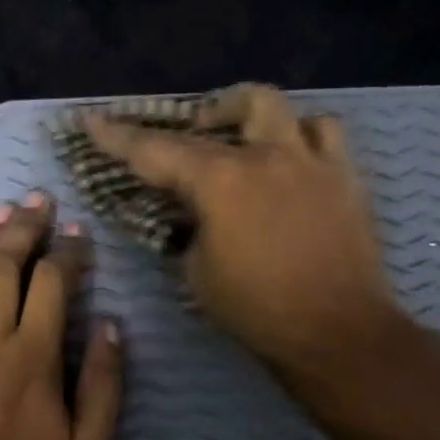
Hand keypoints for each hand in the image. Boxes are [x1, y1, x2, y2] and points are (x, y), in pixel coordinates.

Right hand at [86, 84, 403, 378]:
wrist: (336, 333)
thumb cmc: (257, 309)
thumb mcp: (196, 272)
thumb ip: (187, 231)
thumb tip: (190, 215)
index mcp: (220, 181)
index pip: (156, 150)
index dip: (118, 136)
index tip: (93, 120)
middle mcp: (266, 157)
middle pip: (226, 109)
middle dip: (197, 115)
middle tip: (189, 131)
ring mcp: (311, 161)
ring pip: (280, 107)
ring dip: (252, 114)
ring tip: (244, 137)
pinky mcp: (345, 177)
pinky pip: (326, 133)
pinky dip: (302, 135)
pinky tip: (292, 158)